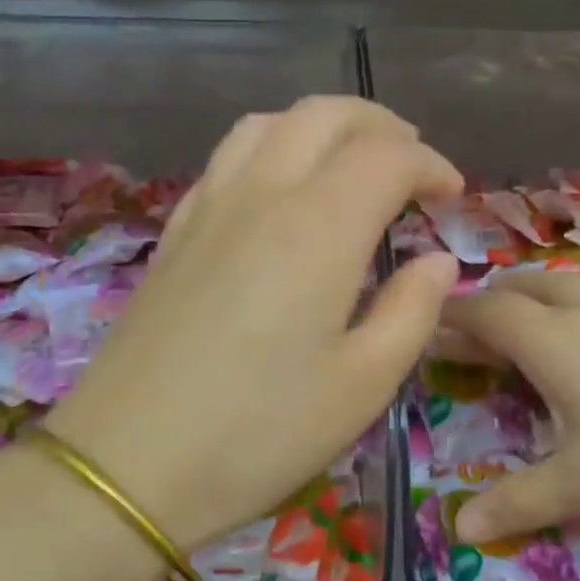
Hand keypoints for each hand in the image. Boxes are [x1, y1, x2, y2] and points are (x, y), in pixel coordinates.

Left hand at [47, 98, 462, 550]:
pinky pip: (227, 159)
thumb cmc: (260, 433)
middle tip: (412, 163)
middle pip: (324, 116)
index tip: (453, 196)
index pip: (386, 157)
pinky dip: (271, 149)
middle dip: (381, 126)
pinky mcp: (175, 234)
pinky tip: (280, 193)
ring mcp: (209, 209)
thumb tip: (438, 262)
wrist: (126, 465)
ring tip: (350, 163)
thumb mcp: (363, 386)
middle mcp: (261, 196)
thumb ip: (413, 312)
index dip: (430, 164)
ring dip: (321, 127)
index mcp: (318, 229)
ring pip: (268, 124)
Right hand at [439, 258, 579, 542]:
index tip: (432, 326)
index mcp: (555, 342)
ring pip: (576, 274)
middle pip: (528, 284)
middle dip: (495, 300)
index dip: (454, 317)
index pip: (488, 312)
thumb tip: (459, 529)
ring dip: (543, 287)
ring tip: (535, 310)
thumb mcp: (579, 489)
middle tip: (480, 332)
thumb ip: (514, 503)